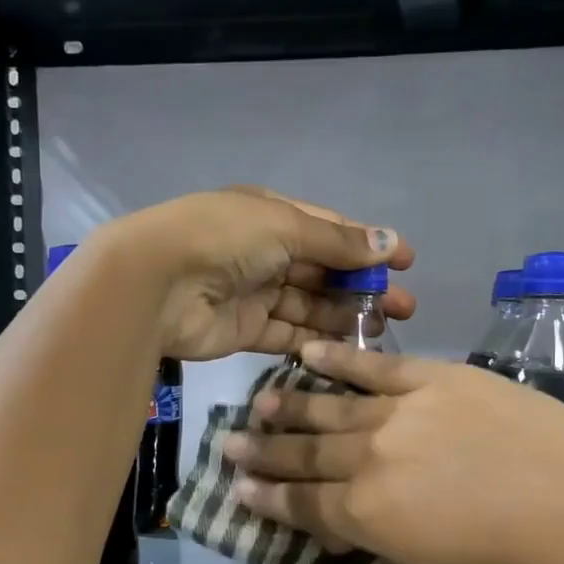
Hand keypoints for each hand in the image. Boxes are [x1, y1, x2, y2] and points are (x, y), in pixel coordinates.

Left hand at [108, 188, 415, 360]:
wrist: (156, 284)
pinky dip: (315, 340)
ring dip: (344, 315)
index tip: (406, 262)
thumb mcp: (285, 227)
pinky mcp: (245, 330)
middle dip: (363, 286)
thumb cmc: (223, 239)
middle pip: (323, 271)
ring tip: (381, 329)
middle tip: (403, 308)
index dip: (368, 245)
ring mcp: (254, 292)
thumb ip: (337, 242)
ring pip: (309, 305)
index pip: (329, 230)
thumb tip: (390, 243)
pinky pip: (288, 334)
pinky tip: (348, 347)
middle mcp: (264, 252)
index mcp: (271, 215)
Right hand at [224, 341, 563, 563]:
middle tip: (228, 445)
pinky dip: (339, 359)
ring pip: (330, 407)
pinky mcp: (434, 378)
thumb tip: (341, 522)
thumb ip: (376, 538)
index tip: (237, 488)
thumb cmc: (512, 559)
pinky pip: (375, 366)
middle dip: (263, 453)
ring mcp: (400, 412)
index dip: (266, 499)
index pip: (301, 506)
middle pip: (305, 454)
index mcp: (366, 516)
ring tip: (259, 402)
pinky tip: (309, 354)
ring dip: (289, 406)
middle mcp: (368, 459)